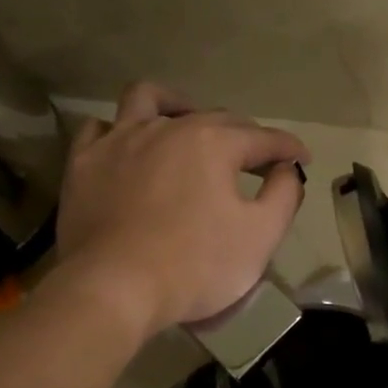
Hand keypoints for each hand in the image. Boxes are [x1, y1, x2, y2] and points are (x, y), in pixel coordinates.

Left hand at [55, 83, 309, 335]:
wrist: (115, 288)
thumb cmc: (195, 266)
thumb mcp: (260, 237)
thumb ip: (284, 196)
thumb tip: (288, 169)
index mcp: (214, 143)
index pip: (263, 138)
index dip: (288, 148)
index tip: (302, 159)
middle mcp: (168, 128)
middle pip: (214, 119)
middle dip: (243, 135)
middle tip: (255, 161)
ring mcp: (120, 141)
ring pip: (148, 100)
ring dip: (175, 105)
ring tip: (185, 123)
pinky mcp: (85, 163)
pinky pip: (100, 128)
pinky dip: (119, 131)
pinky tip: (128, 146)